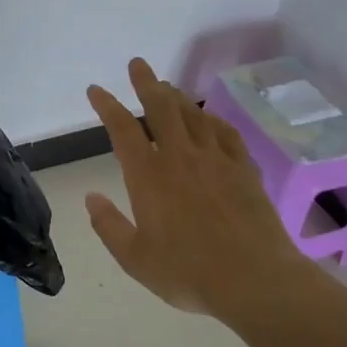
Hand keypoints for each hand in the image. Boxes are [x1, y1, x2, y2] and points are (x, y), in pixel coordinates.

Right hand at [84, 57, 308, 324]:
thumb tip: (91, 197)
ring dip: (177, 97)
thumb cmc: (188, 272)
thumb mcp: (134, 258)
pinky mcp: (244, 170)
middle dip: (146, 83)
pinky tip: (209, 118)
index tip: (96, 90)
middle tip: (138, 64)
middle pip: (161, 108)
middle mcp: (180, 158)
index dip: (107, 105)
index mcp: (148, 176)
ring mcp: (216, 161)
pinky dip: (212, 120)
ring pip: (193, 115)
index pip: (122, 128)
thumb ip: (108, 226)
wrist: (256, 281)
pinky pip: (225, 133)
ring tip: (167, 86)